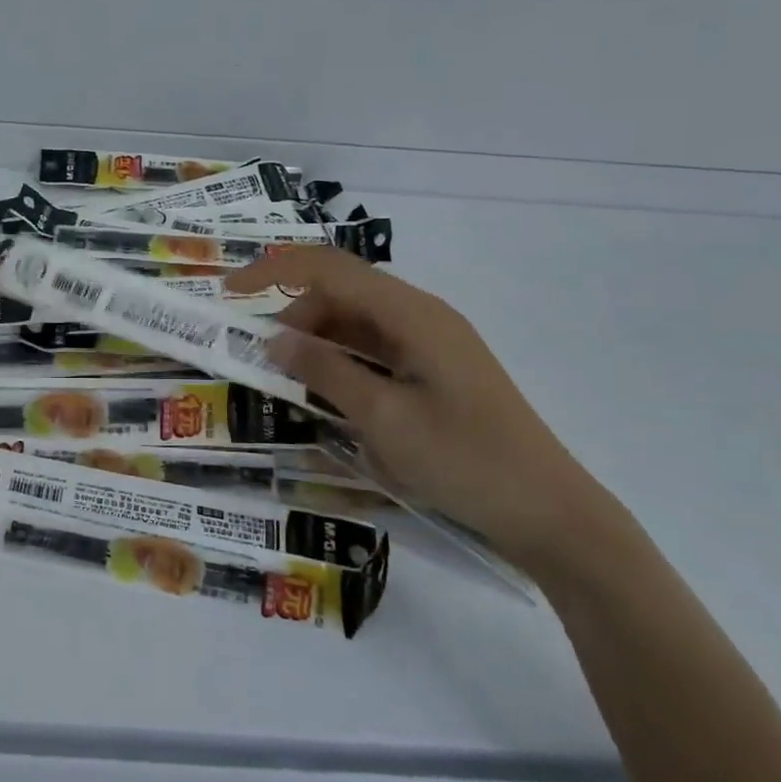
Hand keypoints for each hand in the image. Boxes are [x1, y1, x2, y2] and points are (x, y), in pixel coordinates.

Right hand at [225, 248, 612, 571]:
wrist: (551, 513)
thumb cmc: (466, 461)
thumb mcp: (383, 418)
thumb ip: (325, 371)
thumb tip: (273, 338)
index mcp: (412, 314)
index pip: (329, 268)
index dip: (274, 270)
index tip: (229, 292)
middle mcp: (421, 316)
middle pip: (342, 292)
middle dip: (293, 313)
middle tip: (260, 356)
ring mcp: (431, 343)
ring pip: (356, 321)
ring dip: (316, 340)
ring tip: (286, 377)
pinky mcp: (435, 370)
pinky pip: (375, 349)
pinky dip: (342, 361)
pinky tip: (325, 392)